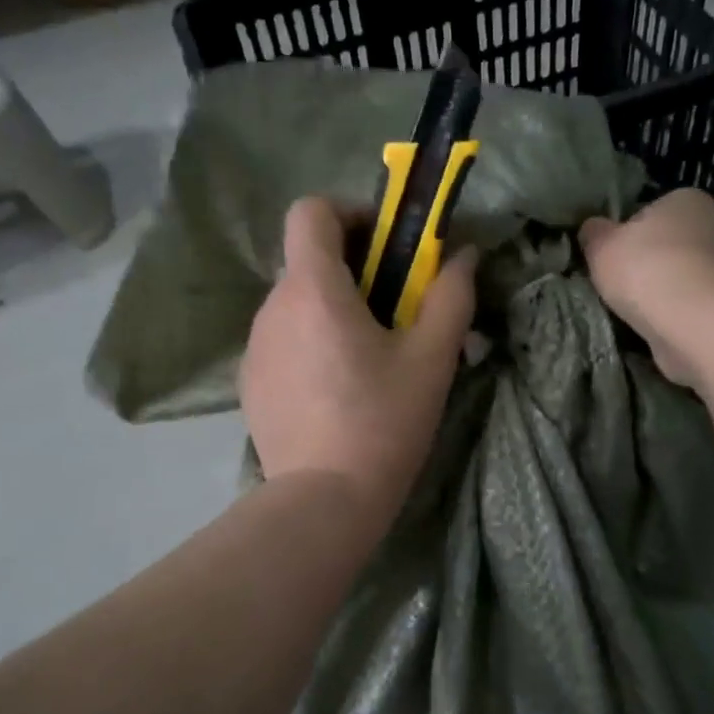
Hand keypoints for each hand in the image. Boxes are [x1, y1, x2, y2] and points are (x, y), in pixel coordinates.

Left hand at [242, 198, 477, 534]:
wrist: (324, 502)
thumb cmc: (383, 422)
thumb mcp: (432, 358)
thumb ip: (451, 295)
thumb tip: (463, 255)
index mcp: (312, 289)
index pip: (310, 211)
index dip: (349, 213)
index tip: (385, 245)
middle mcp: (272, 307)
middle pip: (307, 259)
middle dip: (352, 267)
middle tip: (394, 307)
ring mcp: (254, 347)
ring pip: (295, 302)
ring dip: (331, 308)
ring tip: (367, 355)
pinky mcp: (250, 382)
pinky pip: (283, 340)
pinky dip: (309, 342)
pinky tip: (336, 389)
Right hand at [579, 188, 713, 387]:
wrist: (701, 324)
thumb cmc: (648, 272)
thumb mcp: (602, 247)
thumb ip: (594, 234)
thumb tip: (593, 228)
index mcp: (686, 198)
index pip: (651, 213)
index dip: (629, 237)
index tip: (615, 261)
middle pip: (674, 243)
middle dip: (654, 263)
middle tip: (627, 289)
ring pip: (690, 274)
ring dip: (671, 291)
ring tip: (646, 314)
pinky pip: (702, 302)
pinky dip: (687, 313)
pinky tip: (669, 328)